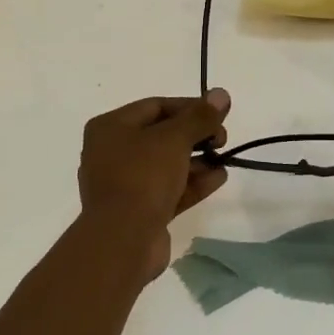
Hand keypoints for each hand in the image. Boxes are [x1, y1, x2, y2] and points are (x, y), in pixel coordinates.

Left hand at [78, 90, 231, 277]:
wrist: (122, 240)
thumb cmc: (143, 177)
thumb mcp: (174, 139)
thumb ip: (200, 117)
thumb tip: (221, 94)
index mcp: (110, 128)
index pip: (156, 106)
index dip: (190, 107)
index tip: (219, 113)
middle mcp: (111, 153)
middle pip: (161, 135)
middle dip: (195, 135)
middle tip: (222, 139)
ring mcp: (124, 184)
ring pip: (166, 164)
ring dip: (197, 160)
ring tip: (224, 159)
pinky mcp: (138, 211)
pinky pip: (169, 189)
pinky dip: (192, 182)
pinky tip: (219, 178)